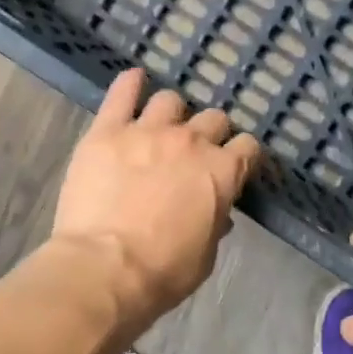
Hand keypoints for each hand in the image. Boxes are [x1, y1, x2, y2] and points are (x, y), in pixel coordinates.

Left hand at [52, 69, 262, 328]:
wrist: (105, 269)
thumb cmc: (163, 272)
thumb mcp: (204, 256)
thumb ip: (214, 224)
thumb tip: (218, 213)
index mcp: (222, 172)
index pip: (247, 148)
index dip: (242, 156)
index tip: (234, 166)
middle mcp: (191, 141)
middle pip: (213, 119)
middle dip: (210, 134)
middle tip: (195, 153)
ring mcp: (148, 131)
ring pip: (171, 100)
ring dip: (172, 114)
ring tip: (161, 128)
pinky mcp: (108, 131)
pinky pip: (122, 94)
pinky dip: (130, 84)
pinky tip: (133, 81)